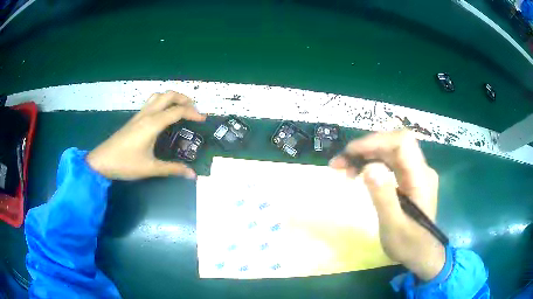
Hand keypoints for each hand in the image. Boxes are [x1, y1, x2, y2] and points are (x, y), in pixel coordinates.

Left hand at [86, 91, 205, 179]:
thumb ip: (172, 169)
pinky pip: (151, 102)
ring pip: (158, 96)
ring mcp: (139, 115)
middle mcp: (147, 114)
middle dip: (184, 98)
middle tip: (193, 109)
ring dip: (171, 97)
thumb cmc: (125, 164)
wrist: (101, 161)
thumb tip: (192, 175)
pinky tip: (163, 114)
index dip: (193, 113)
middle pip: (168, 95)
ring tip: (180, 107)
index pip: (177, 111)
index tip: (203, 119)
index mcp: (153, 124)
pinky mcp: (134, 119)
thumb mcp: (150, 168)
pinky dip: (162, 102)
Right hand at [329, 130, 444, 280]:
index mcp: (421, 178)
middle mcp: (420, 169)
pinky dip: (372, 164)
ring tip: (344, 169)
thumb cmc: (410, 245)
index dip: (375, 141)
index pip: (401, 143)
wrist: (423, 255)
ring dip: (366, 155)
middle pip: (393, 144)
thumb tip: (368, 167)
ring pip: (390, 152)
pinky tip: (359, 173)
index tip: (350, 153)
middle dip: (365, 148)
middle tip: (339, 163)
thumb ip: (384, 198)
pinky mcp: (409, 179)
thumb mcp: (394, 227)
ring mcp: (415, 173)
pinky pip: (390, 163)